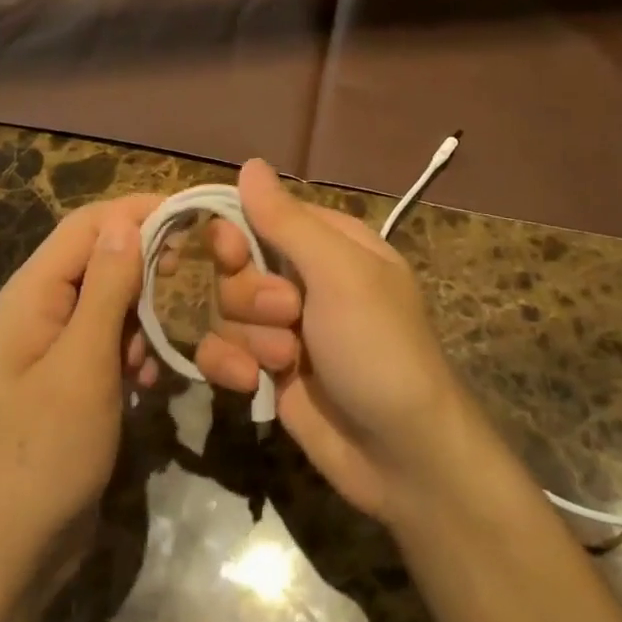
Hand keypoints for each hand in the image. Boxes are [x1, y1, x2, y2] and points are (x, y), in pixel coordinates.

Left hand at [0, 196, 162, 604]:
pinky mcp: (72, 379)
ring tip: (167, 345)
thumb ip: (107, 289)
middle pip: (101, 259)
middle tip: (198, 277)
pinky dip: (136, 350)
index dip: (139, 211)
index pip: (88, 225)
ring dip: (145, 314)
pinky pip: (111, 342)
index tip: (194, 214)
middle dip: (149, 264)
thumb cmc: (43, 455)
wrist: (8, 556)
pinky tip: (150, 382)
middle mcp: (40, 309)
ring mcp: (55, 346)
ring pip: (112, 301)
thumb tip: (127, 220)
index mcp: (31, 294)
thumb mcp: (82, 366)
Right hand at [195, 160, 474, 521]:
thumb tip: (250, 164)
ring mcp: (283, 326)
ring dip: (249, 337)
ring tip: (287, 361)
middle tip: (289, 315)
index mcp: (328, 243)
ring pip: (224, 308)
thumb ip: (287, 221)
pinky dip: (229, 366)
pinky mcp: (266, 370)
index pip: (260, 215)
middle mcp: (302, 279)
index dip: (236, 232)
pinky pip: (221, 349)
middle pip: (235, 265)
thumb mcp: (339, 275)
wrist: (401, 457)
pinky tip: (252, 385)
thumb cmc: (378, 348)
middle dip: (251, 295)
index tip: (231, 252)